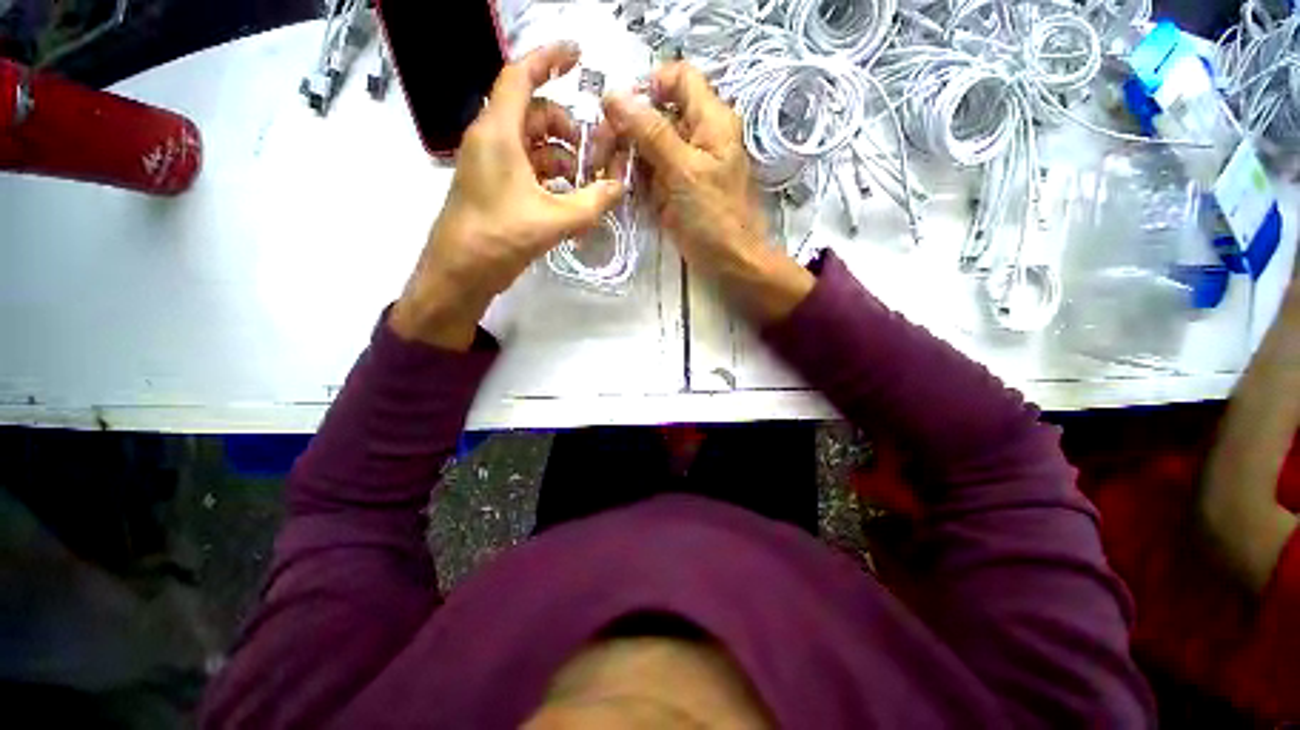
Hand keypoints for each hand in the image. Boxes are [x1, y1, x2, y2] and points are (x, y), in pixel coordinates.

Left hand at [391, 43, 624, 349]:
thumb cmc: (500, 237)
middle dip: (568, 128)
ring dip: (563, 158)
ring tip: (586, 185)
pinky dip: (551, 177)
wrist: (460, 272)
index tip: (578, 55)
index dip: (549, 58)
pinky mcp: (494, 185)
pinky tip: (569, 200)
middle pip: (535, 113)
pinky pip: (527, 167)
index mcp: (498, 132)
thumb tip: (620, 186)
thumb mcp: (554, 220)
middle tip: (595, 154)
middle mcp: (492, 139)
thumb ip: (592, 202)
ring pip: (533, 143)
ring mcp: (492, 163)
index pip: (520, 76)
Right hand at [602, 62, 813, 322]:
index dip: (647, 86)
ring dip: (623, 157)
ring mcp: (681, 163)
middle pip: (653, 113)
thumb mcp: (684, 170)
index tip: (620, 110)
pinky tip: (620, 188)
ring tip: (610, 176)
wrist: (729, 261)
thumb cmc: (715, 216)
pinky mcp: (671, 188)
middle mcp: (695, 135)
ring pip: (644, 144)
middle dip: (625, 128)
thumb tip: (614, 95)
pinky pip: (645, 172)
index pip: (678, 77)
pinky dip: (630, 178)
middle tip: (601, 152)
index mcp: (710, 119)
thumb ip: (651, 132)